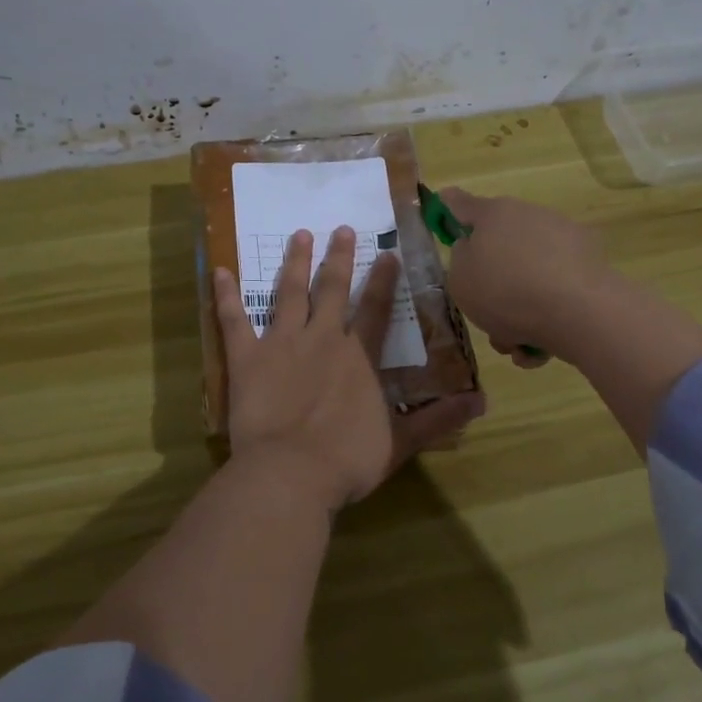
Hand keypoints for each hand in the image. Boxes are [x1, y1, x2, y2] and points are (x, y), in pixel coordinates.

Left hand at [214, 227, 483, 511]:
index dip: (382, 281)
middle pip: (332, 290)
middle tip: (340, 228)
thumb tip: (482, 402)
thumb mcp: (400, 443)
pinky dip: (225, 296)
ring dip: (295, 262)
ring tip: (299, 235)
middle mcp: (323, 339)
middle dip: (338, 257)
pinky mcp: (247, 358)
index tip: (386, 253)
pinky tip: (220, 271)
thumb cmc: (347, 461)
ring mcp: (282, 344)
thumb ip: (437, 419)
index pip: (376, 310)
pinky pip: (233, 320)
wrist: (291, 473)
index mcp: (359, 357)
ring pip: (289, 293)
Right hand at [437, 188, 617, 366]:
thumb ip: (460, 260)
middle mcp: (529, 217)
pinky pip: (556, 291)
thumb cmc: (505, 290)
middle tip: (486, 316)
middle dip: (492, 285)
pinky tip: (540, 348)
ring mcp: (564, 240)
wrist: (579, 312)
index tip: (443, 210)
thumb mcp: (460, 280)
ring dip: (518, 311)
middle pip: (500, 248)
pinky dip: (546, 317)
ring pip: (528, 276)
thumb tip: (475, 250)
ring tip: (516, 345)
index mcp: (493, 214)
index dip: (447, 209)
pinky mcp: (590, 266)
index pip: (460, 204)